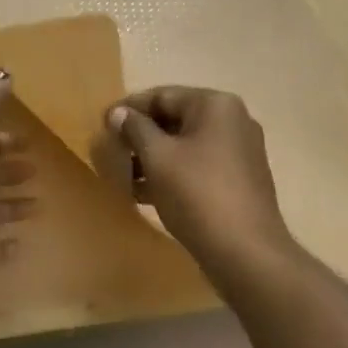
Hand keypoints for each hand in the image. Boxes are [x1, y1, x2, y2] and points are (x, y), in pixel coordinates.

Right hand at [102, 87, 294, 285]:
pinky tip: (144, 194)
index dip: (129, 109)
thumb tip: (118, 112)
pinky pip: (197, 166)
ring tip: (123, 177)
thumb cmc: (197, 195)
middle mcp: (233, 121)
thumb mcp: (157, 157)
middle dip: (140, 136)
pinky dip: (171, 174)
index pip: (162, 95)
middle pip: (175, 119)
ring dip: (152, 158)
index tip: (102, 126)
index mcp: (215, 105)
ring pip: (185, 145)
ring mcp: (239, 151)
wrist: (245, 251)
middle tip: (111, 153)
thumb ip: (135, 129)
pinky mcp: (239, 180)